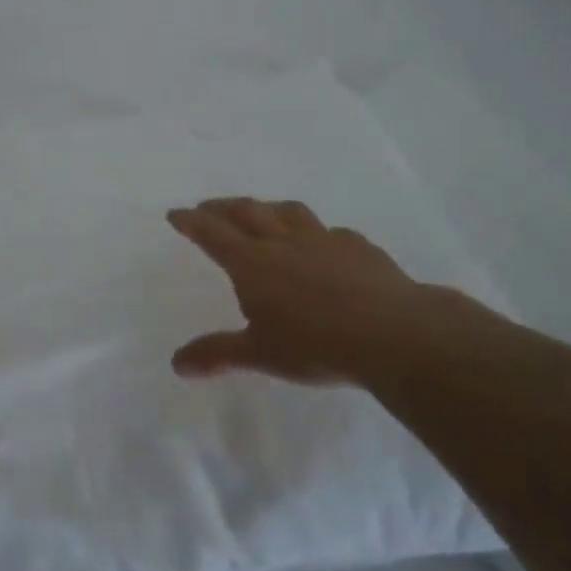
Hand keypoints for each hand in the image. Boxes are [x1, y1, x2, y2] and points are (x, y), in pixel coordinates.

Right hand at [167, 197, 445, 386]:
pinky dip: (316, 232)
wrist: (394, 334)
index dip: (192, 222)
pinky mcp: (359, 248)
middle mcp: (284, 242)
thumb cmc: (316, 345)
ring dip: (267, 208)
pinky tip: (324, 242)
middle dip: (222, 207)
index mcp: (253, 263)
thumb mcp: (260, 354)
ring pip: (288, 212)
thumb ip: (217, 354)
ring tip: (260, 211)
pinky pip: (331, 232)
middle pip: (247, 212)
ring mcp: (325, 240)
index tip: (176, 213)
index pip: (213, 234)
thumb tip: (176, 364)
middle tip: (208, 207)